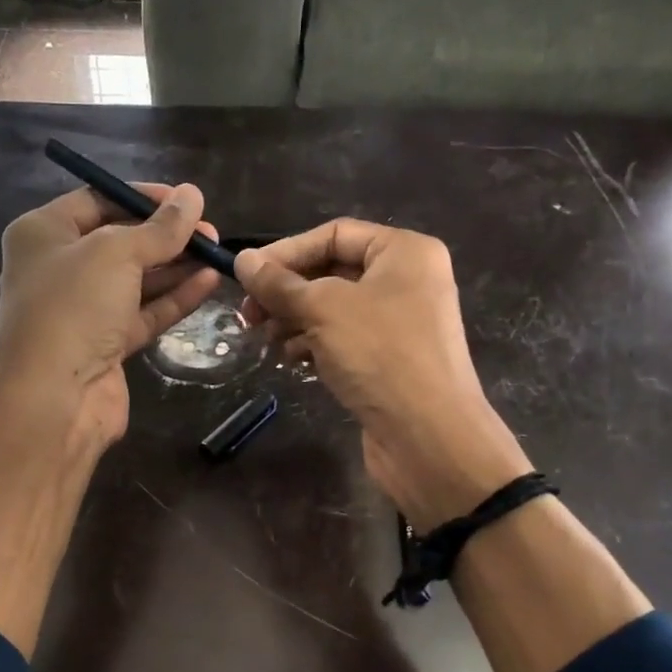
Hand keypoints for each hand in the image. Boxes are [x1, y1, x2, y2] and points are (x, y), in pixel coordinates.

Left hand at [0, 183, 221, 452]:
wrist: (54, 398)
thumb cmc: (73, 307)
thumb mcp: (117, 253)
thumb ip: (159, 228)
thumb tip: (192, 195)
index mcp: (43, 234)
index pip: (96, 200)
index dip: (142, 197)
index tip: (185, 200)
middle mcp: (59, 268)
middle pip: (120, 241)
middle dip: (165, 235)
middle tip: (210, 231)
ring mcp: (82, 310)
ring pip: (135, 280)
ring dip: (175, 266)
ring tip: (217, 252)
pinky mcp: (105, 344)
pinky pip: (144, 312)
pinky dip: (174, 298)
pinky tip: (209, 282)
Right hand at [237, 220, 529, 525]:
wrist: (429, 437)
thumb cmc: (380, 355)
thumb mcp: (323, 310)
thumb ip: (279, 284)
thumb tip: (243, 260)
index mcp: (404, 252)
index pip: (334, 234)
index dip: (286, 251)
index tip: (246, 275)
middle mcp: (407, 281)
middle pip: (332, 272)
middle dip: (287, 292)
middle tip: (249, 314)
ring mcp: (401, 323)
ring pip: (334, 309)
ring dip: (295, 320)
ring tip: (265, 339)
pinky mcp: (391, 360)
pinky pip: (345, 339)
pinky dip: (315, 344)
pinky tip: (292, 360)